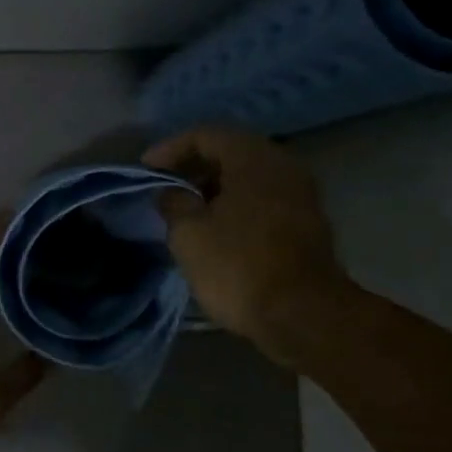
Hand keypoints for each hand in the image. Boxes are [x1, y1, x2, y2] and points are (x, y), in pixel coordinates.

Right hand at [142, 127, 348, 355]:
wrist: (304, 316)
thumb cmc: (238, 266)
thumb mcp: (188, 232)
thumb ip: (174, 202)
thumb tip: (172, 192)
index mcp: (253, 159)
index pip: (204, 135)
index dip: (169, 149)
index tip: (145, 170)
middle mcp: (283, 166)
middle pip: (229, 151)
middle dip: (193, 166)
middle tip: (163, 185)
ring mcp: (300, 194)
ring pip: (247, 176)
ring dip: (213, 186)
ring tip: (184, 208)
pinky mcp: (306, 223)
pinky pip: (262, 197)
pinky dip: (234, 202)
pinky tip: (214, 225)